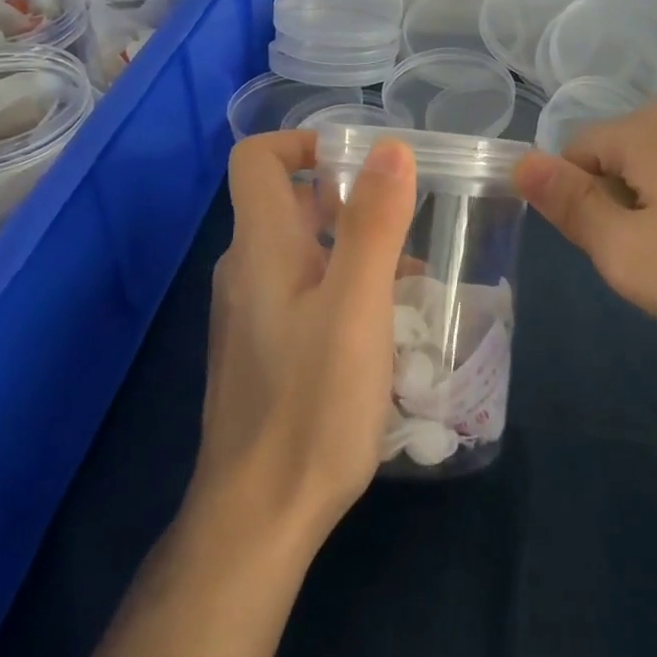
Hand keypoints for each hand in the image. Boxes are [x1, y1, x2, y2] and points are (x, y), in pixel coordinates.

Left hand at [193, 130, 417, 544]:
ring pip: (301, 253)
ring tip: (411, 282)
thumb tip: (391, 147)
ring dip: (353, 250)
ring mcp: (249, 314)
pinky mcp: (262, 351)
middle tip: (405, 225)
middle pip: (289, 204)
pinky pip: (301, 295)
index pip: (259, 159)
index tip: (362, 161)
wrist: (259, 513)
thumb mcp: (357, 307)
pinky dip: (341, 290)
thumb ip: (374, 224)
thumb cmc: (312, 403)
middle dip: (348, 200)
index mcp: (261, 247)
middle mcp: (245, 271)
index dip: (305, 143)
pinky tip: (383, 330)